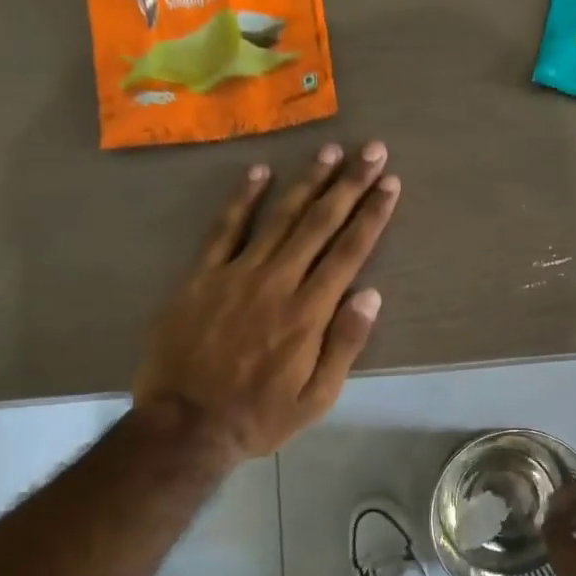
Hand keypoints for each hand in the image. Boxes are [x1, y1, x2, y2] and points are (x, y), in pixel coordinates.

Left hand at [133, 141, 399, 459]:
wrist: (185, 425)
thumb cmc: (258, 416)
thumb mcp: (316, 398)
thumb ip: (344, 344)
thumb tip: (371, 295)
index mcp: (308, 313)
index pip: (349, 252)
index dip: (372, 215)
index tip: (390, 184)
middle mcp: (277, 283)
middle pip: (319, 224)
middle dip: (349, 184)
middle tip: (371, 150)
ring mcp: (236, 275)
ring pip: (278, 217)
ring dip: (307, 182)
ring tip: (329, 151)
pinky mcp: (201, 277)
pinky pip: (224, 229)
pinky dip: (242, 199)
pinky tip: (258, 173)